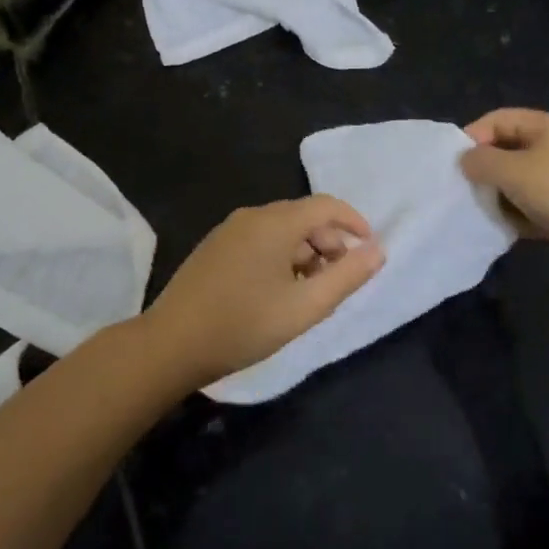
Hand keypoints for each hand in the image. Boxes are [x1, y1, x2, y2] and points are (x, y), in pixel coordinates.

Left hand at [142, 196, 385, 387]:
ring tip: (309, 291)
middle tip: (338, 280)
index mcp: (276, 222)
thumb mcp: (304, 307)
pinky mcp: (215, 246)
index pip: (326, 205)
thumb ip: (346, 277)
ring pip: (281, 229)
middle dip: (329, 242)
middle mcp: (253, 215)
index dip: (354, 221)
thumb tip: (377, 250)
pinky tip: (277, 290)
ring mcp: (229, 229)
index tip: (370, 249)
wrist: (172, 343)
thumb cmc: (244, 325)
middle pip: (303, 216)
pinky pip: (260, 239)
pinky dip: (281, 255)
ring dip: (305, 252)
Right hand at [460, 109, 548, 276]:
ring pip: (516, 183)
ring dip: (497, 196)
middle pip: (506, 151)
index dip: (472, 136)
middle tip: (461, 189)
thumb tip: (464, 161)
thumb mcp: (513, 170)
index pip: (497, 119)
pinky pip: (530, 208)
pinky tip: (500, 229)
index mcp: (544, 126)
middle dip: (483, 169)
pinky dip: (515, 217)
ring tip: (478, 211)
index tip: (453, 162)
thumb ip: (480, 161)